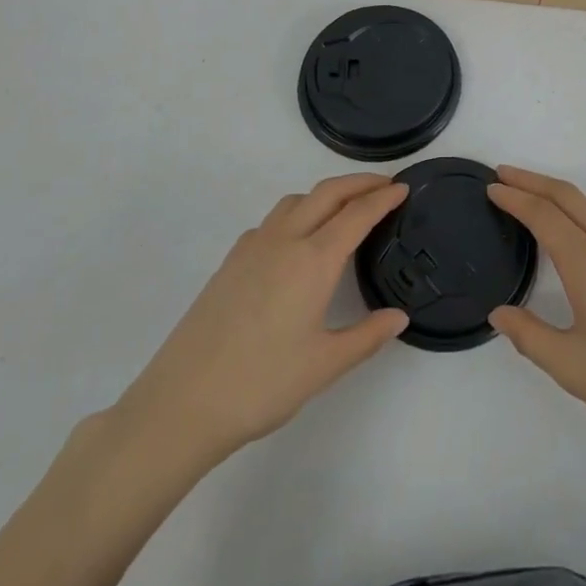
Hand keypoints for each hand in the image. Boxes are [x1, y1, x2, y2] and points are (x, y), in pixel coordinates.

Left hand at [107, 173, 407, 471]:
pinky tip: (296, 243)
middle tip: (384, 185)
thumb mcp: (324, 366)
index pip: (357, 214)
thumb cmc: (261, 384)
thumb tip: (399, 317)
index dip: (383, 197)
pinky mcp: (231, 261)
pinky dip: (297, 213)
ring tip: (344, 209)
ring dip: (325, 194)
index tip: (403, 188)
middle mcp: (284, 240)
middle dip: (359, 183)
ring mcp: (253, 247)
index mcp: (313, 260)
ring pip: (296, 201)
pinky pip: (272, 220)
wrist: (182, 402)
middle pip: (327, 193)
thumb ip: (367, 336)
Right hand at [487, 166, 585, 461]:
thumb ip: (529, 336)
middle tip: (503, 175)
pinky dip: (579, 216)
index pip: (544, 215)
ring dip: (557, 197)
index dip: (515, 197)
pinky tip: (572, 237)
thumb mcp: (571, 367)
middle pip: (568, 197)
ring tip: (530, 201)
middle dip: (533, 181)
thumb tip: (500, 313)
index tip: (491, 187)